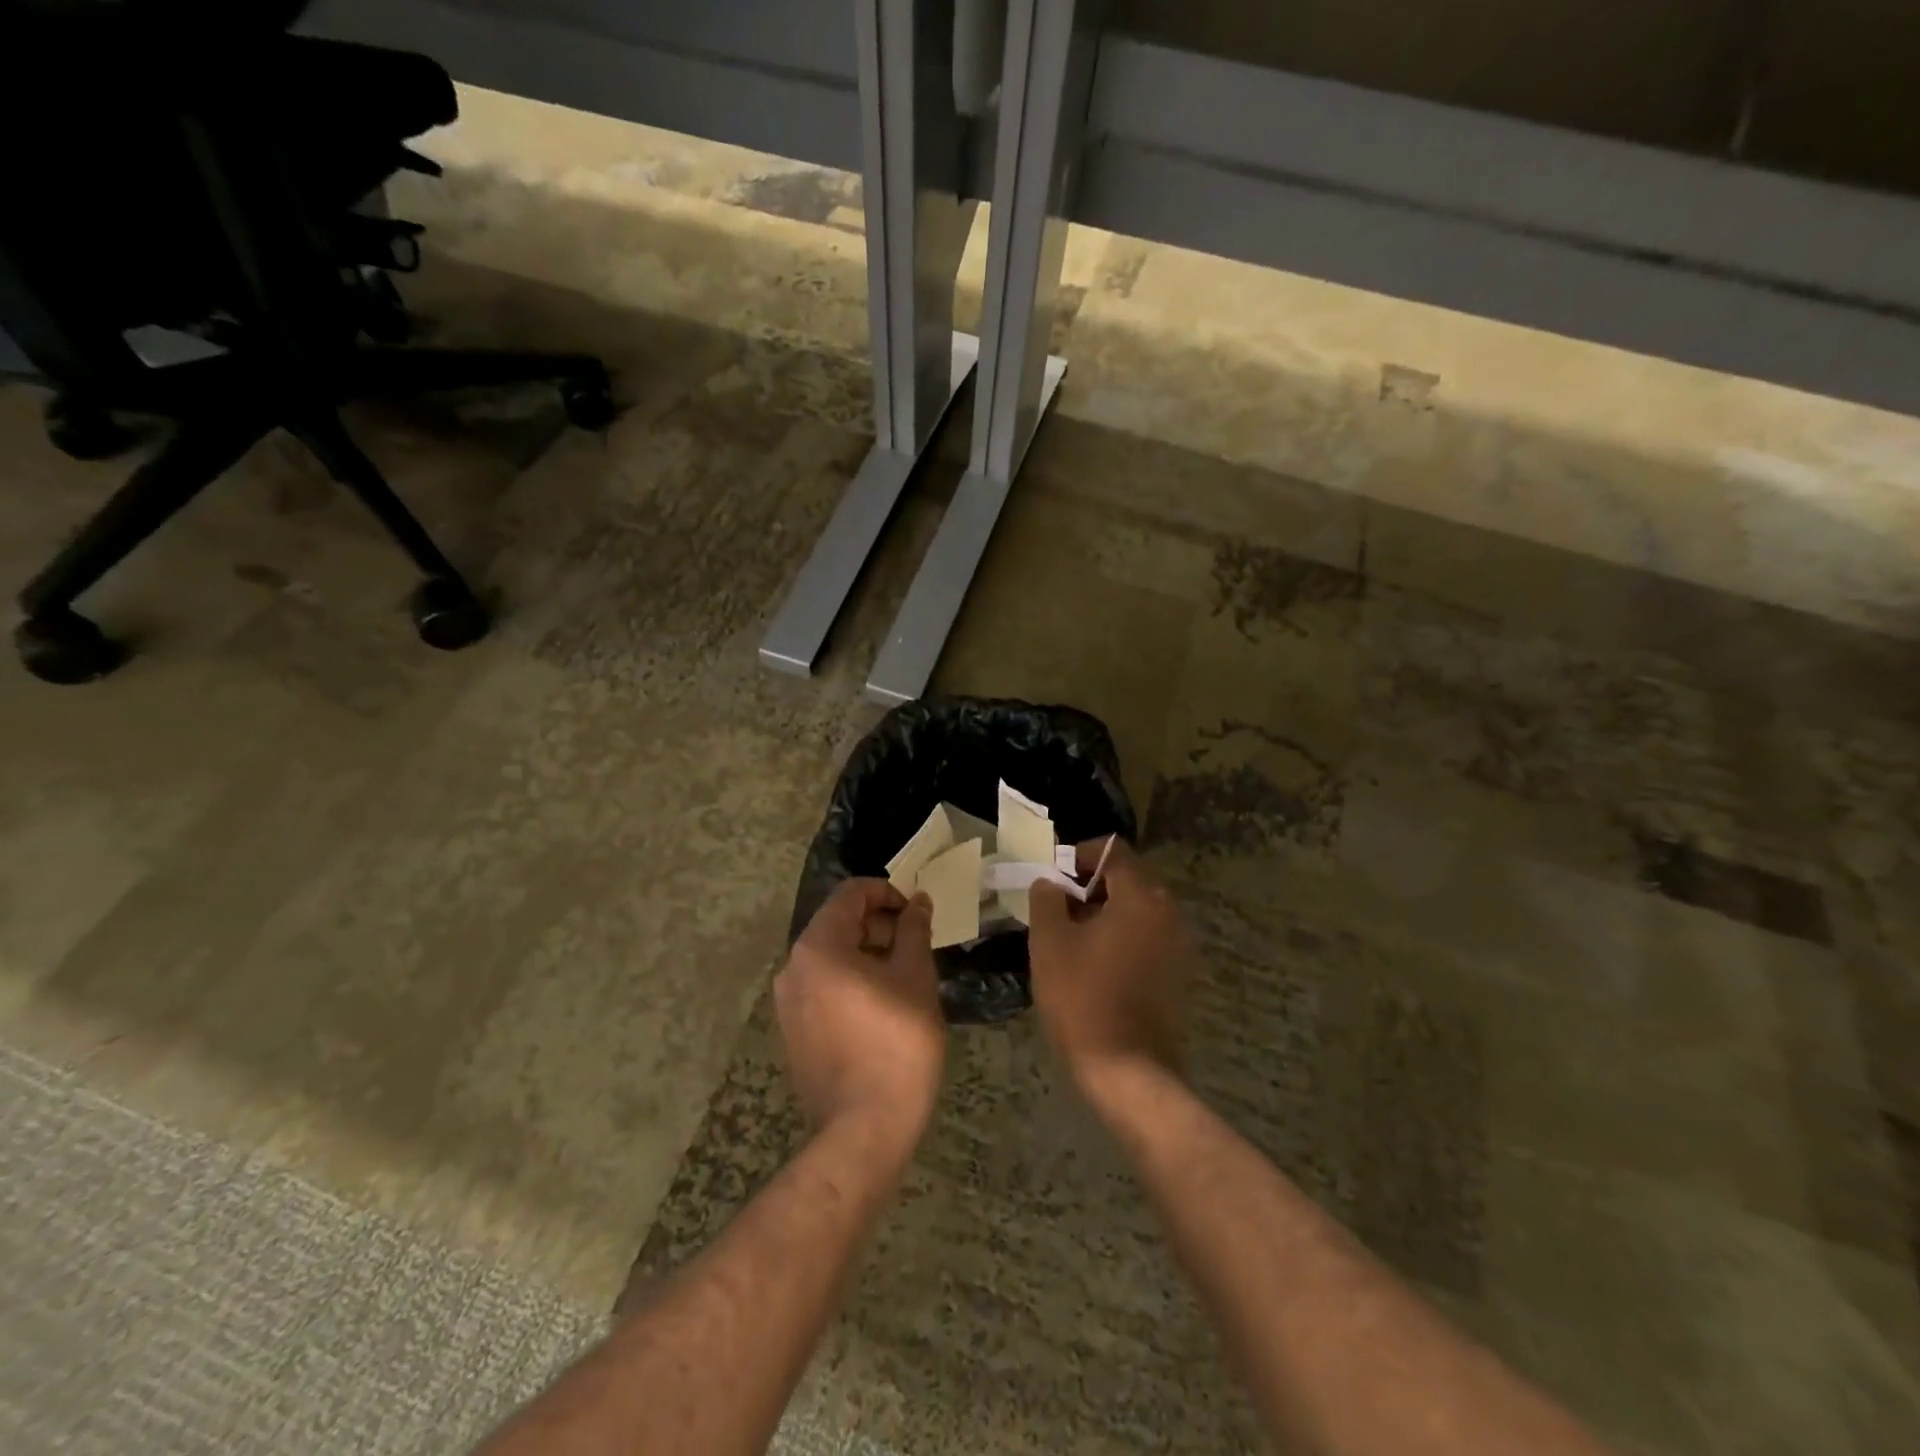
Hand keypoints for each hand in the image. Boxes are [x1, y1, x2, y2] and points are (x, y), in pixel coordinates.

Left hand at [775, 879, 944, 1152]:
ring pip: (831, 957)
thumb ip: (914, 929)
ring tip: (905, 974)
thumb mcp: (915, 977)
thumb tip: (918, 901)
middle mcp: (793, 967)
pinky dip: (851, 980)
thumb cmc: (897, 1042)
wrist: (865, 1127)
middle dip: (879, 924)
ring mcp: (788, 1002)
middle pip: (838, 923)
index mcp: (818, 946)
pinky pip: (823, 987)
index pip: (850, 894)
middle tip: (916, 945)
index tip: (916, 911)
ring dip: (867, 953)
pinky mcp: (794, 1030)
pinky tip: (883, 1004)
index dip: (887, 892)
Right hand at [1028, 839, 1191, 1105]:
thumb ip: (1047, 898)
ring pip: (1137, 908)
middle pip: (1128, 877)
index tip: (1052, 876)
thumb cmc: (1083, 998)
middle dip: (1090, 884)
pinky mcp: (1179, 972)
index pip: (1112, 850)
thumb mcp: (1050, 942)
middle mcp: (1169, 912)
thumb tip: (1050, 882)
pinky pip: (1147, 935)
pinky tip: (1095, 962)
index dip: (1078, 855)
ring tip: (1071, 936)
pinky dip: (1122, 935)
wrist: (1128, 1070)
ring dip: (1105, 911)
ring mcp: (1179, 943)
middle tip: (1056, 906)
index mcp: (1141, 896)